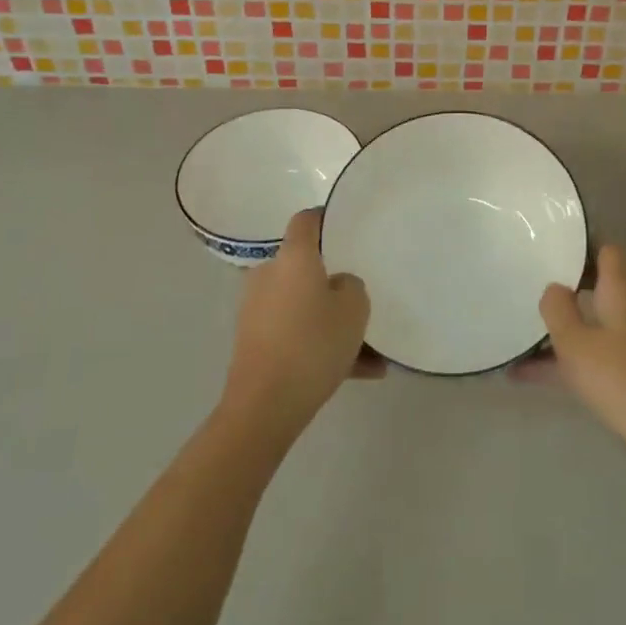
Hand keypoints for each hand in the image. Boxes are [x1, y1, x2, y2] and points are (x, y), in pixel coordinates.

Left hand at [222, 210, 379, 444]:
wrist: (264, 406)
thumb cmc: (312, 343)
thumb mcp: (354, 308)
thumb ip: (352, 285)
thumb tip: (337, 285)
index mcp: (292, 257)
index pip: (306, 220)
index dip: (325, 218)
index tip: (346, 225)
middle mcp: (269, 275)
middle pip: (305, 267)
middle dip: (333, 282)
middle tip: (361, 298)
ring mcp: (257, 310)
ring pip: (304, 306)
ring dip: (331, 321)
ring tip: (370, 352)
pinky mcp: (254, 342)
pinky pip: (295, 333)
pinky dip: (320, 345)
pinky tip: (359, 373)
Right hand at [534, 245, 625, 468]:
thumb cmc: (620, 379)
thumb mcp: (575, 344)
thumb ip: (558, 310)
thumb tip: (555, 287)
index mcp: (622, 291)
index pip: (607, 252)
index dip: (583, 249)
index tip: (554, 254)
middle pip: (603, 287)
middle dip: (570, 293)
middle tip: (536, 299)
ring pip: (601, 324)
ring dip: (570, 331)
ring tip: (528, 346)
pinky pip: (607, 351)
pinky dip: (581, 357)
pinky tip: (543, 378)